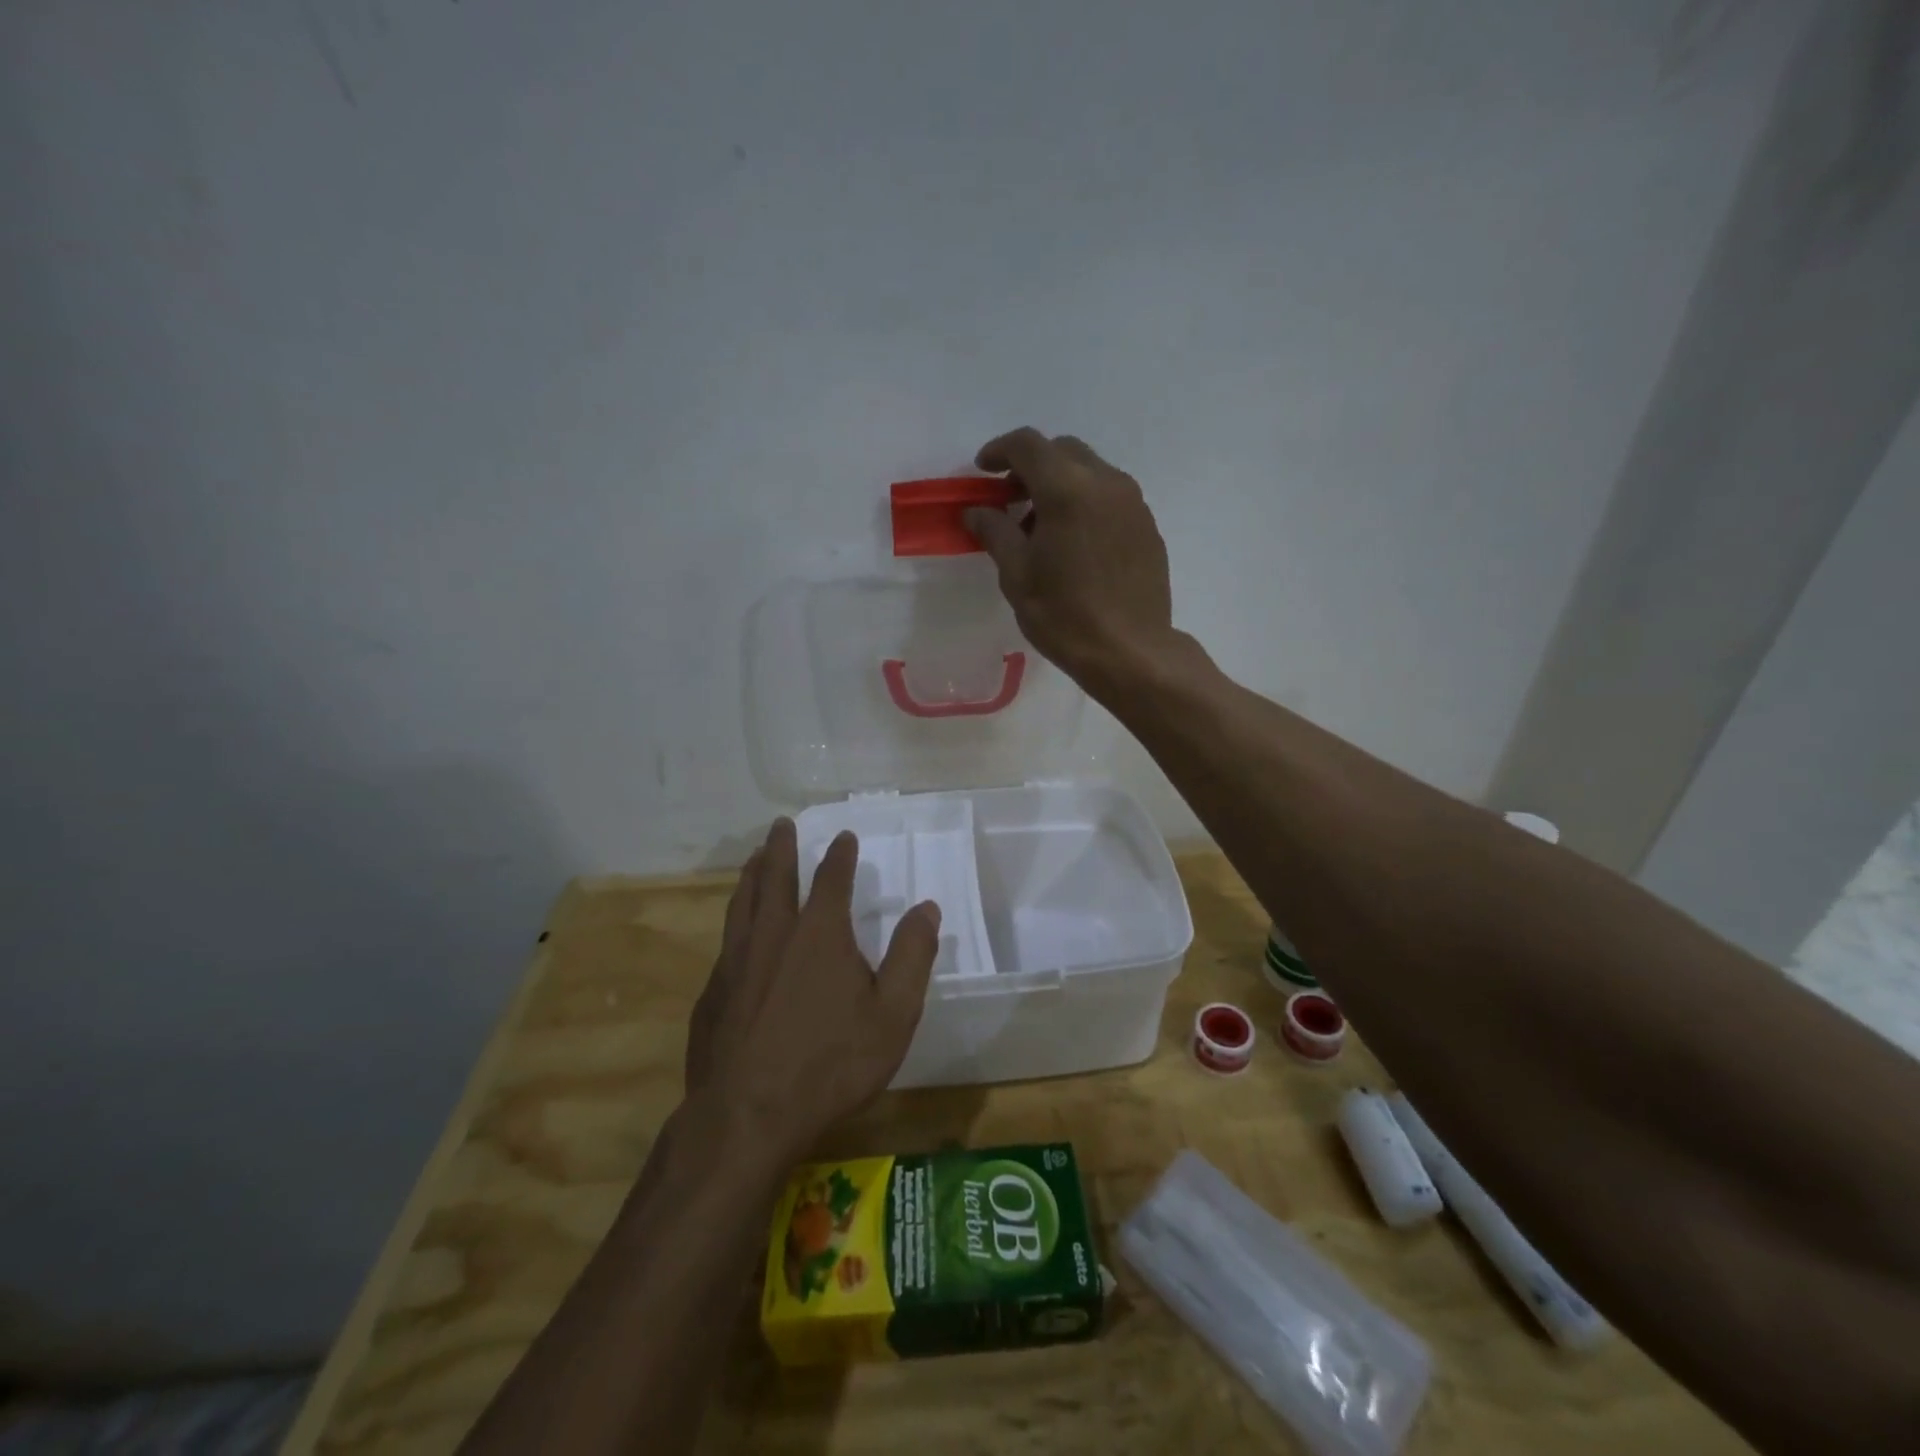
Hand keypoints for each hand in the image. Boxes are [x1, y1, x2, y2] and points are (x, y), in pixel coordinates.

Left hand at [686, 820, 940, 1157]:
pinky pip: (726, 942)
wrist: (747, 1117)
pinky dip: (735, 922)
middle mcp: (773, 935)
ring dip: (752, 875)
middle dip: (782, 848)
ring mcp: (736, 962)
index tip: (843, 836)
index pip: (832, 879)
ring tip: (755, 858)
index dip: (840, 855)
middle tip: (781, 825)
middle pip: (775, 878)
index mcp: (820, 934)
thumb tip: (927, 908)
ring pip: (743, 903)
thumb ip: (912, 956)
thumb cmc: (831, 1064)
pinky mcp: (712, 993)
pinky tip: (736, 932)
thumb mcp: (893, 1014)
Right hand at [963, 427, 1181, 695]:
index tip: (982, 471)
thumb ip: (995, 532)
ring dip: (1060, 483)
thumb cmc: (1065, 616)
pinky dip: (1085, 502)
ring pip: (1090, 471)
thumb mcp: (1017, 576)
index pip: (1027, 445)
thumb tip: (977, 511)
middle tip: (1009, 499)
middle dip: (1031, 465)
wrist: (1130, 651)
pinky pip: (1110, 496)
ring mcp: (1133, 502)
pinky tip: (1074, 543)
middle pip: (1062, 451)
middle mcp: (1106, 483)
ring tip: (1041, 527)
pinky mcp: (1147, 525)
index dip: (999, 450)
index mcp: (1067, 490)